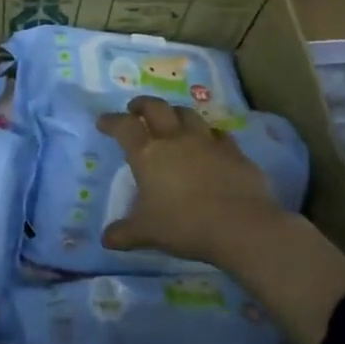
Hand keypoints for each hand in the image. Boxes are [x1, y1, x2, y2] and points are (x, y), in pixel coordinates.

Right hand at [99, 96, 344, 343]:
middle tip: (135, 109)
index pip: (124, 126)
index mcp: (148, 154)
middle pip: (156, 108)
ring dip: (175, 113)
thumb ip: (124, 233)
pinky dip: (209, 135)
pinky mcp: (234, 152)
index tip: (103, 121)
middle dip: (142, 104)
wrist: (241, 227)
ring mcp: (207, 142)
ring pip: (188, 114)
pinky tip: (209, 143)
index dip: (111, 121)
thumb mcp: (147, 233)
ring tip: (172, 120)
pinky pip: (218, 134)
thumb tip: (106, 239)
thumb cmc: (184, 226)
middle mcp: (175, 140)